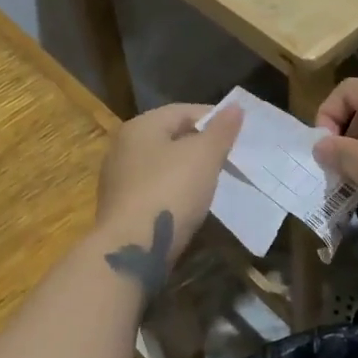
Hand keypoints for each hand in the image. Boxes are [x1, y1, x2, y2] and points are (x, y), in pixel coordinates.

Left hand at [95, 103, 242, 264]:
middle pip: (171, 137)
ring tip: (215, 182)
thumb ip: (221, 130)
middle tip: (230, 158)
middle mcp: (123, 147)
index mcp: (140, 126)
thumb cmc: (170, 191)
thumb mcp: (204, 156)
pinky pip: (155, 190)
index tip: (239, 133)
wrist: (131, 250)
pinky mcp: (120, 208)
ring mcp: (118, 180)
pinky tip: (191, 205)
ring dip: (188, 171)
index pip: (183, 111)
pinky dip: (175, 192)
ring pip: (162, 165)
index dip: (214, 118)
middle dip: (201, 145)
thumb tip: (235, 107)